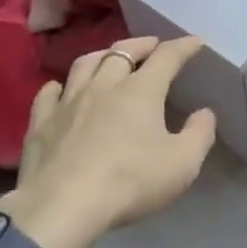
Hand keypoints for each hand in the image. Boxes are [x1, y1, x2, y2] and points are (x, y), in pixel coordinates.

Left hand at [0, 36, 217, 247]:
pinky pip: (49, 93)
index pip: (166, 57)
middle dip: (141, 44)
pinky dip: (59, 86)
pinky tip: (60, 90)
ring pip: (85, 64)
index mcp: (140, 90)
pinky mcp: (41, 122)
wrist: (62, 206)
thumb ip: (199, 135)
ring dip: (101, 56)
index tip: (196, 41)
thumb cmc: (129, 183)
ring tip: (109, 58)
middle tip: (152, 45)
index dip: (183, 46)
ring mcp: (69, 101)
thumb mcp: (181, 165)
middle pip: (123, 51)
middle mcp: (104, 85)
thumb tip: (205, 113)